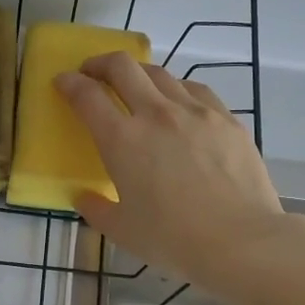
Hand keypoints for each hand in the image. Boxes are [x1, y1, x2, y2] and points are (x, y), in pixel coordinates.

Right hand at [55, 53, 285, 289]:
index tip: (63, 82)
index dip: (70, 83)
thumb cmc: (174, 240)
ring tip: (137, 87)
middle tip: (93, 73)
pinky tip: (179, 103)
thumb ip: (96, 210)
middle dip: (100, 64)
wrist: (241, 241)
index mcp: (122, 140)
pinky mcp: (227, 119)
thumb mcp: (123, 231)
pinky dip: (177, 89)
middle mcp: (156, 114)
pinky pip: (195, 90)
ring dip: (140, 74)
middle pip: (123, 67)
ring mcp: (195, 112)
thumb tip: (84, 198)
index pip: (87, 96)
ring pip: (161, 73)